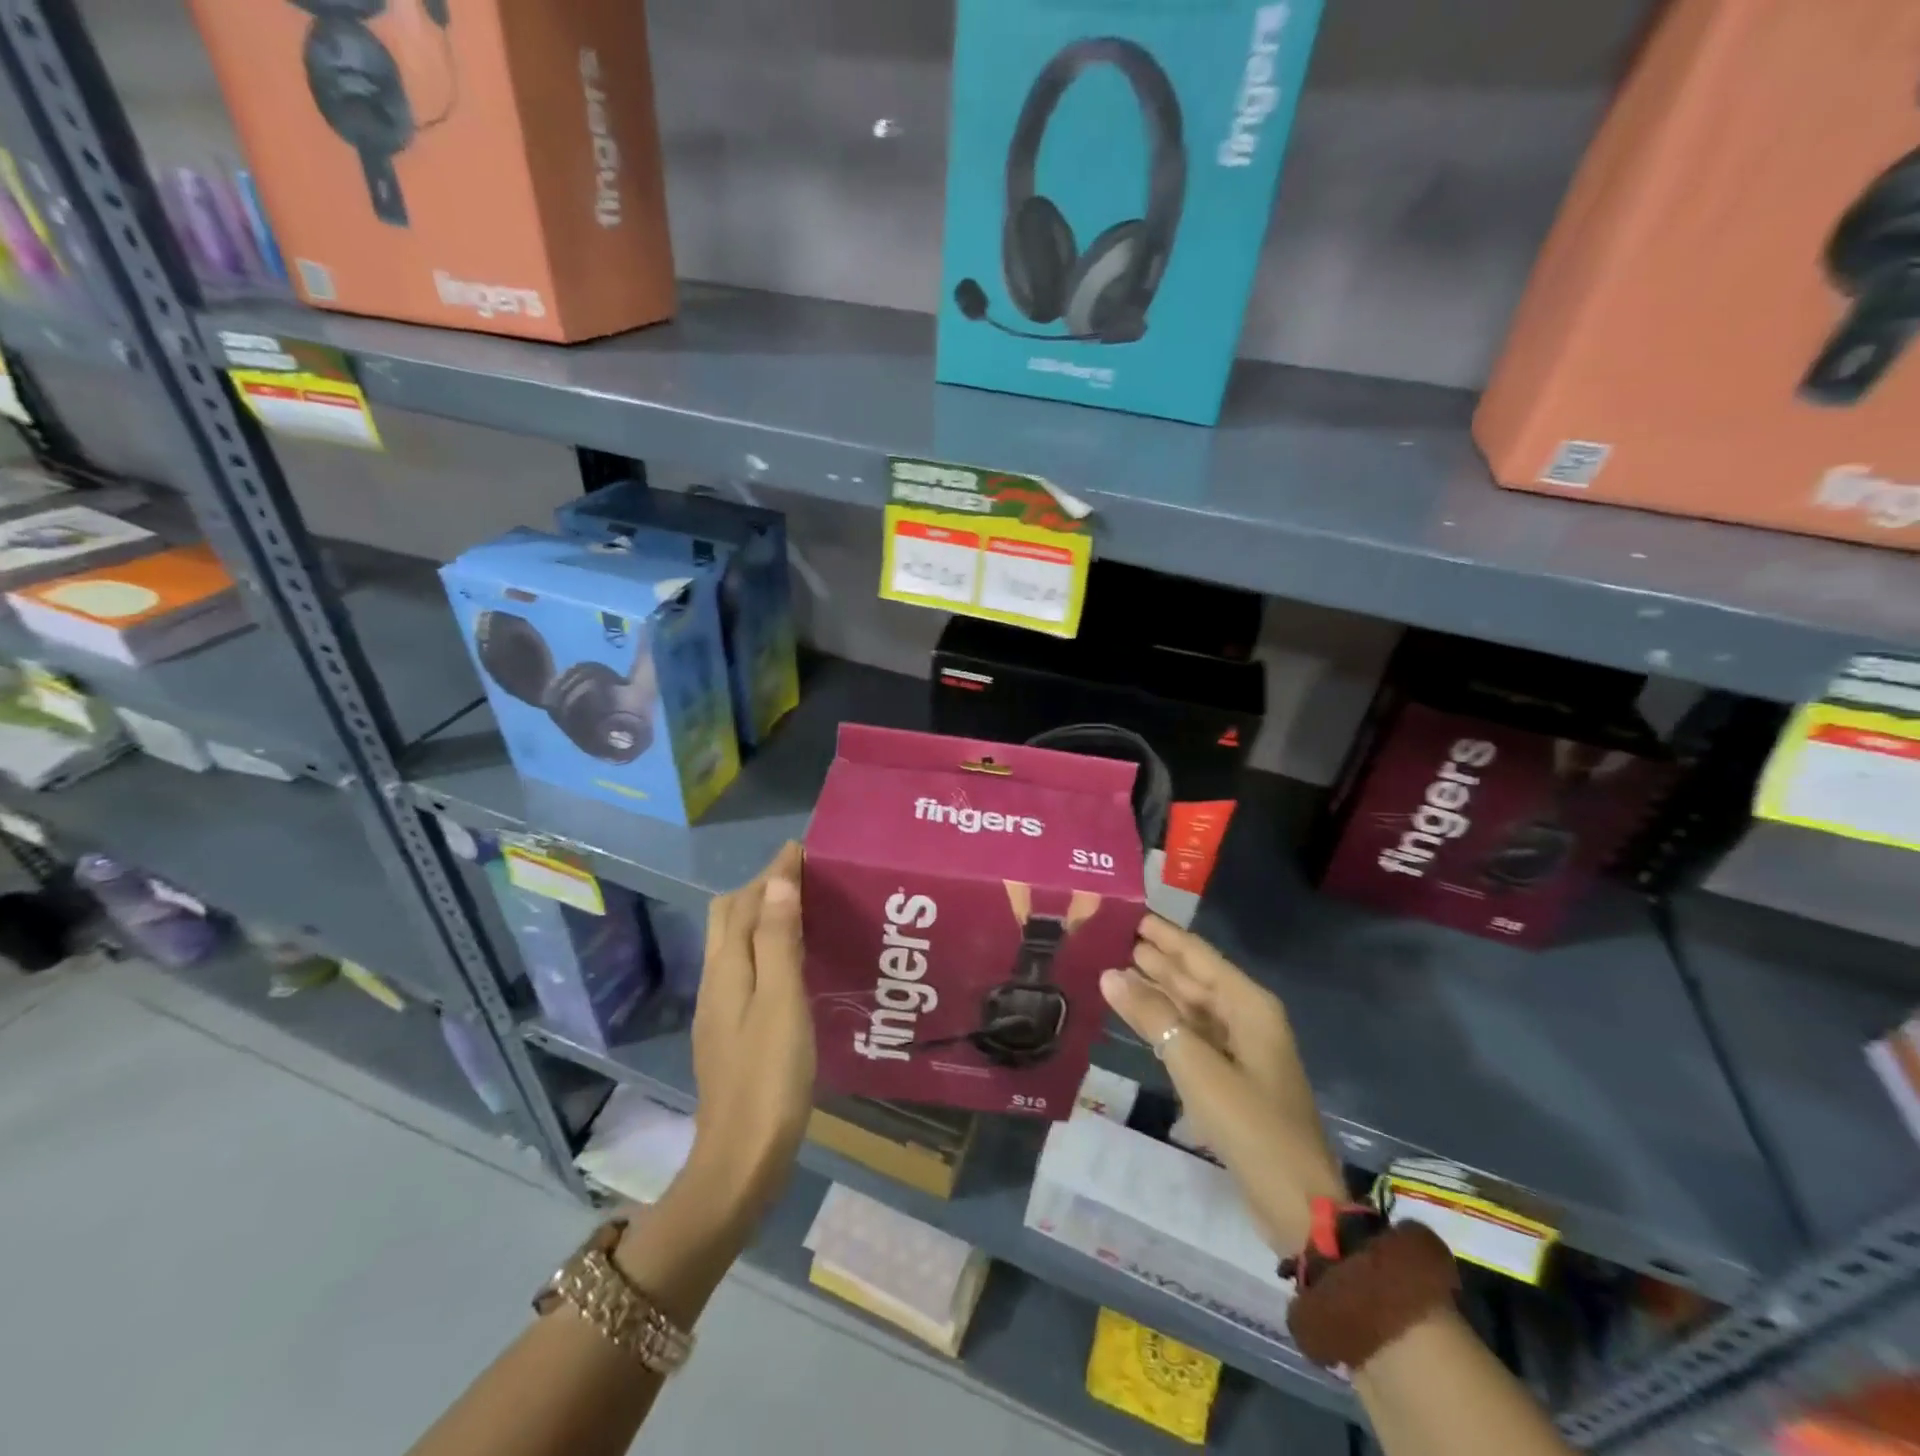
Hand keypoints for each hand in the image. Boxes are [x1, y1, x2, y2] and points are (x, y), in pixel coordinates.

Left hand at [681, 841, 814, 1223]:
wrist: (741, 1160)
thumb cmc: (769, 1077)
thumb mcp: (781, 1001)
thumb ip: (777, 940)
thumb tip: (777, 881)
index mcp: (727, 969)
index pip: (745, 902)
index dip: (772, 873)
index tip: (802, 849)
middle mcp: (717, 981)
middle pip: (729, 917)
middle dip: (760, 888)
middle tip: (804, 878)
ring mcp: (720, 1009)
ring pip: (735, 943)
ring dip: (762, 916)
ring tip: (803, 911)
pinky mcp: (730, 1031)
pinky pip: (744, 967)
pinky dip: (764, 946)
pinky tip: (792, 962)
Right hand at [1100, 916, 1343, 1252]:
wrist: (1296, 1200)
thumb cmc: (1249, 1124)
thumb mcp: (1196, 1067)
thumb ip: (1153, 1017)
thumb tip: (1111, 975)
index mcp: (1248, 1005)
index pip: (1198, 955)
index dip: (1164, 934)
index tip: (1130, 912)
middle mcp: (1246, 1018)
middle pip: (1195, 977)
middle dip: (1156, 958)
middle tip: (1113, 936)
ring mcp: (1240, 1049)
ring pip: (1191, 1007)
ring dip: (1157, 989)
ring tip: (1117, 968)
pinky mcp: (1231, 1076)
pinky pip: (1192, 1034)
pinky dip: (1165, 1023)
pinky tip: (1139, 1016)